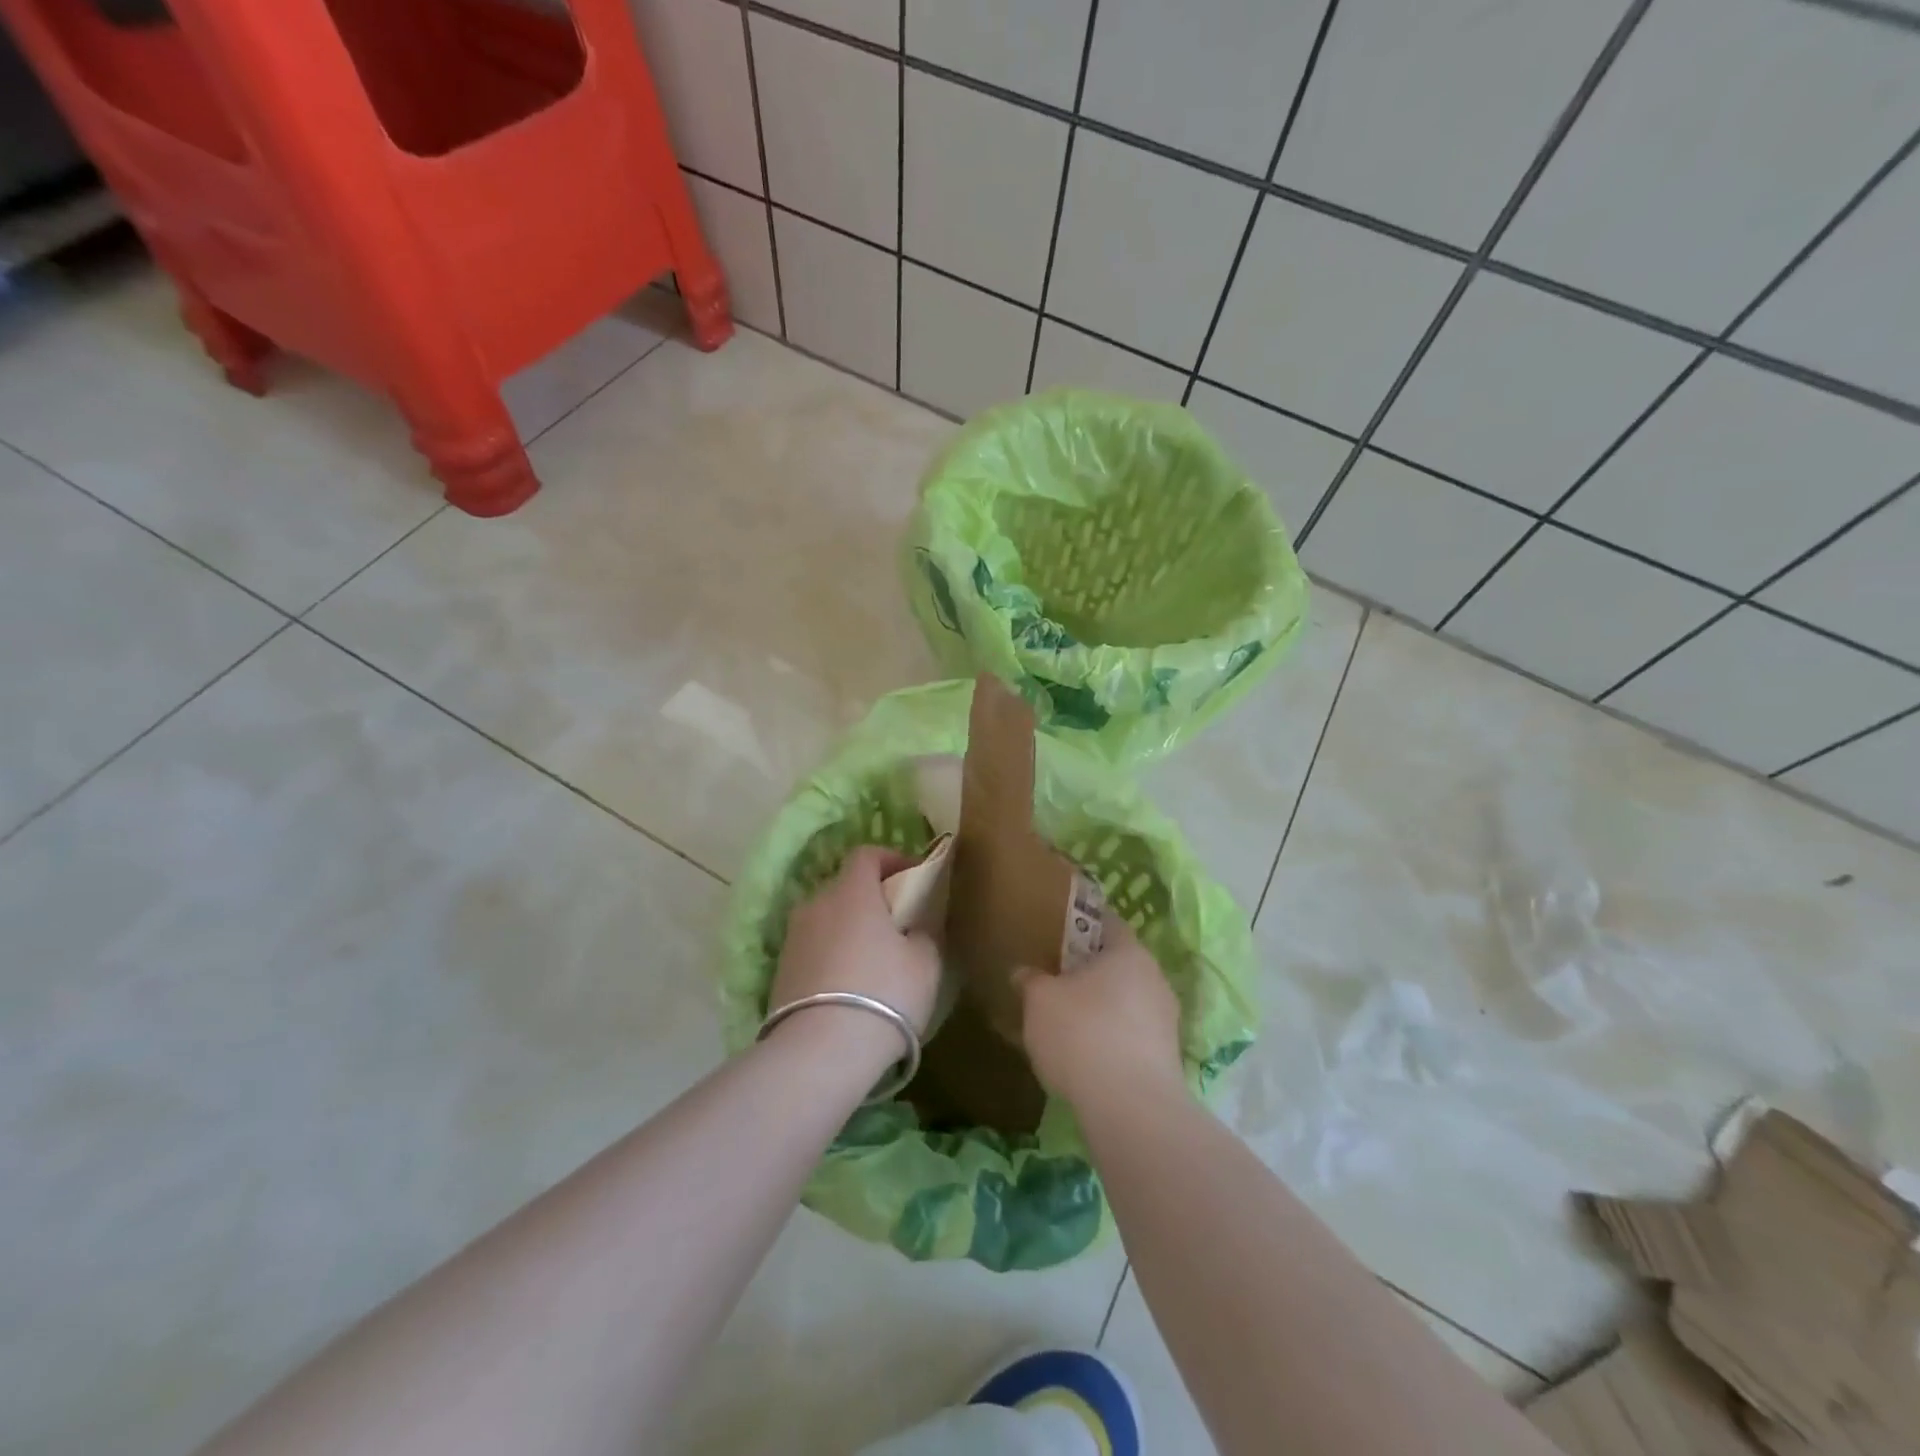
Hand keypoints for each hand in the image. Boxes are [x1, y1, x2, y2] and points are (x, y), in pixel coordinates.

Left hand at [771, 845, 941, 1047]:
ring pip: (826, 919)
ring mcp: (793, 939)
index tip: (912, 876)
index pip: (865, 854)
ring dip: (847, 928)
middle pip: (844, 887)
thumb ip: (923, 933)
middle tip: (895, 922)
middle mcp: (816, 905)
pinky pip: (813, 950)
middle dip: (870, 896)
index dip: (890, 858)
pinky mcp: (780, 972)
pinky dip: (831, 956)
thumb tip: (913, 928)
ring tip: (871, 959)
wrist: (821, 1051)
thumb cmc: (884, 993)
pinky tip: (848, 986)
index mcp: (852, 892)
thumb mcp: (925, 962)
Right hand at [1014, 916, 1184, 1107]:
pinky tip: (1085, 1057)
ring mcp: (1166, 1020)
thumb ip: (1031, 980)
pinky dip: (1110, 1039)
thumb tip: (1023, 972)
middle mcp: (1154, 978)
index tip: (1058, 932)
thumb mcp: (1039, 1001)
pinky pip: (1131, 1035)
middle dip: (1089, 970)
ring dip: (1101, 1008)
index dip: (1081, 924)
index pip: (1106, 922)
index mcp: (1128, 952)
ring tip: (1066, 1022)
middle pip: (1118, 964)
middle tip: (1055, 978)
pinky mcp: (1167, 1058)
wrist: (1131, 1109)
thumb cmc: (1082, 1034)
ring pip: (1126, 1001)